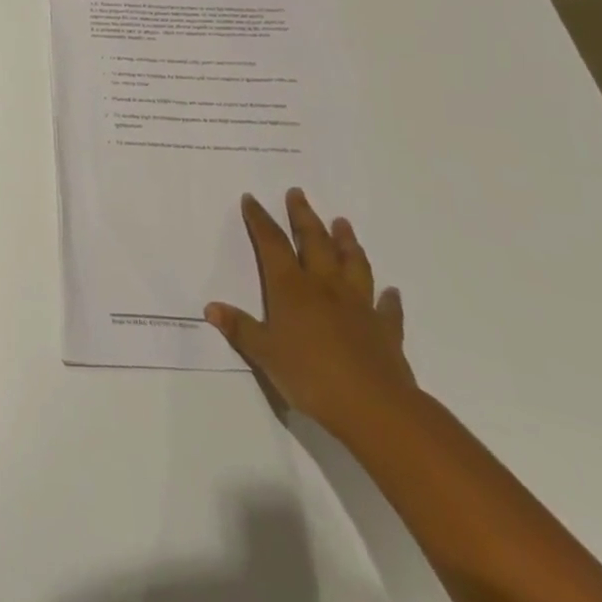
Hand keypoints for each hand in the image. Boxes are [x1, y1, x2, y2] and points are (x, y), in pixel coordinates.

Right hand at [205, 189, 414, 438]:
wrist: (374, 408)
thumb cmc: (310, 376)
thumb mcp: (265, 355)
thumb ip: (241, 329)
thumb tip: (211, 308)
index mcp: (291, 288)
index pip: (272, 244)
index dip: (260, 220)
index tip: (252, 199)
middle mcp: (325, 287)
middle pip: (314, 242)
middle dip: (303, 216)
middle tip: (298, 193)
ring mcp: (358, 306)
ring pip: (353, 264)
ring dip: (347, 242)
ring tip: (343, 223)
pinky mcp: (385, 331)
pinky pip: (387, 308)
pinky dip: (388, 298)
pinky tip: (391, 291)